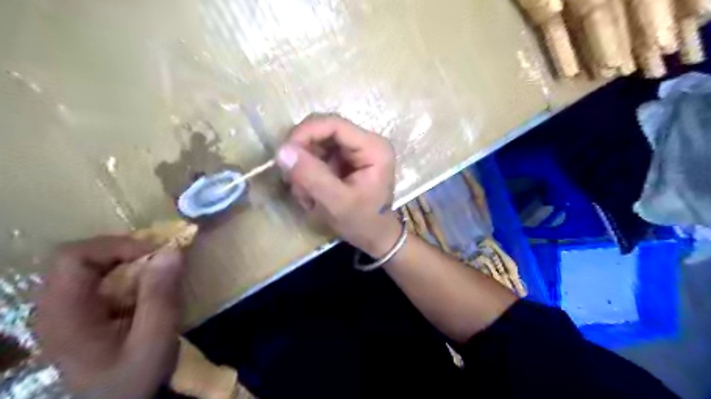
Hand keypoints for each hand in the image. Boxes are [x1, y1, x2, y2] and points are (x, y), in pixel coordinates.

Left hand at [34, 236, 185, 396]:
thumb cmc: (133, 378)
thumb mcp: (154, 340)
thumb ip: (161, 296)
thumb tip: (172, 251)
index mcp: (63, 315)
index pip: (73, 257)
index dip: (117, 246)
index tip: (156, 254)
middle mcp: (54, 307)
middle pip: (80, 257)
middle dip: (124, 251)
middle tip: (160, 259)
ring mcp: (64, 310)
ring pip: (90, 265)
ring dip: (127, 260)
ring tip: (157, 271)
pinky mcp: (79, 313)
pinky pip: (98, 278)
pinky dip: (126, 272)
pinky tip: (146, 287)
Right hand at [275, 113, 402, 257]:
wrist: (375, 236)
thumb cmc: (363, 222)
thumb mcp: (337, 203)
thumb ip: (311, 177)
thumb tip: (282, 151)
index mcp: (373, 147)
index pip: (334, 124)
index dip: (305, 133)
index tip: (284, 153)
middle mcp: (365, 142)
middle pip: (323, 131)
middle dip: (303, 153)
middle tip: (291, 179)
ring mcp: (355, 150)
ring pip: (317, 143)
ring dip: (304, 166)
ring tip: (305, 194)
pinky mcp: (345, 159)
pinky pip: (318, 155)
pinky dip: (308, 172)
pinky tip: (310, 193)